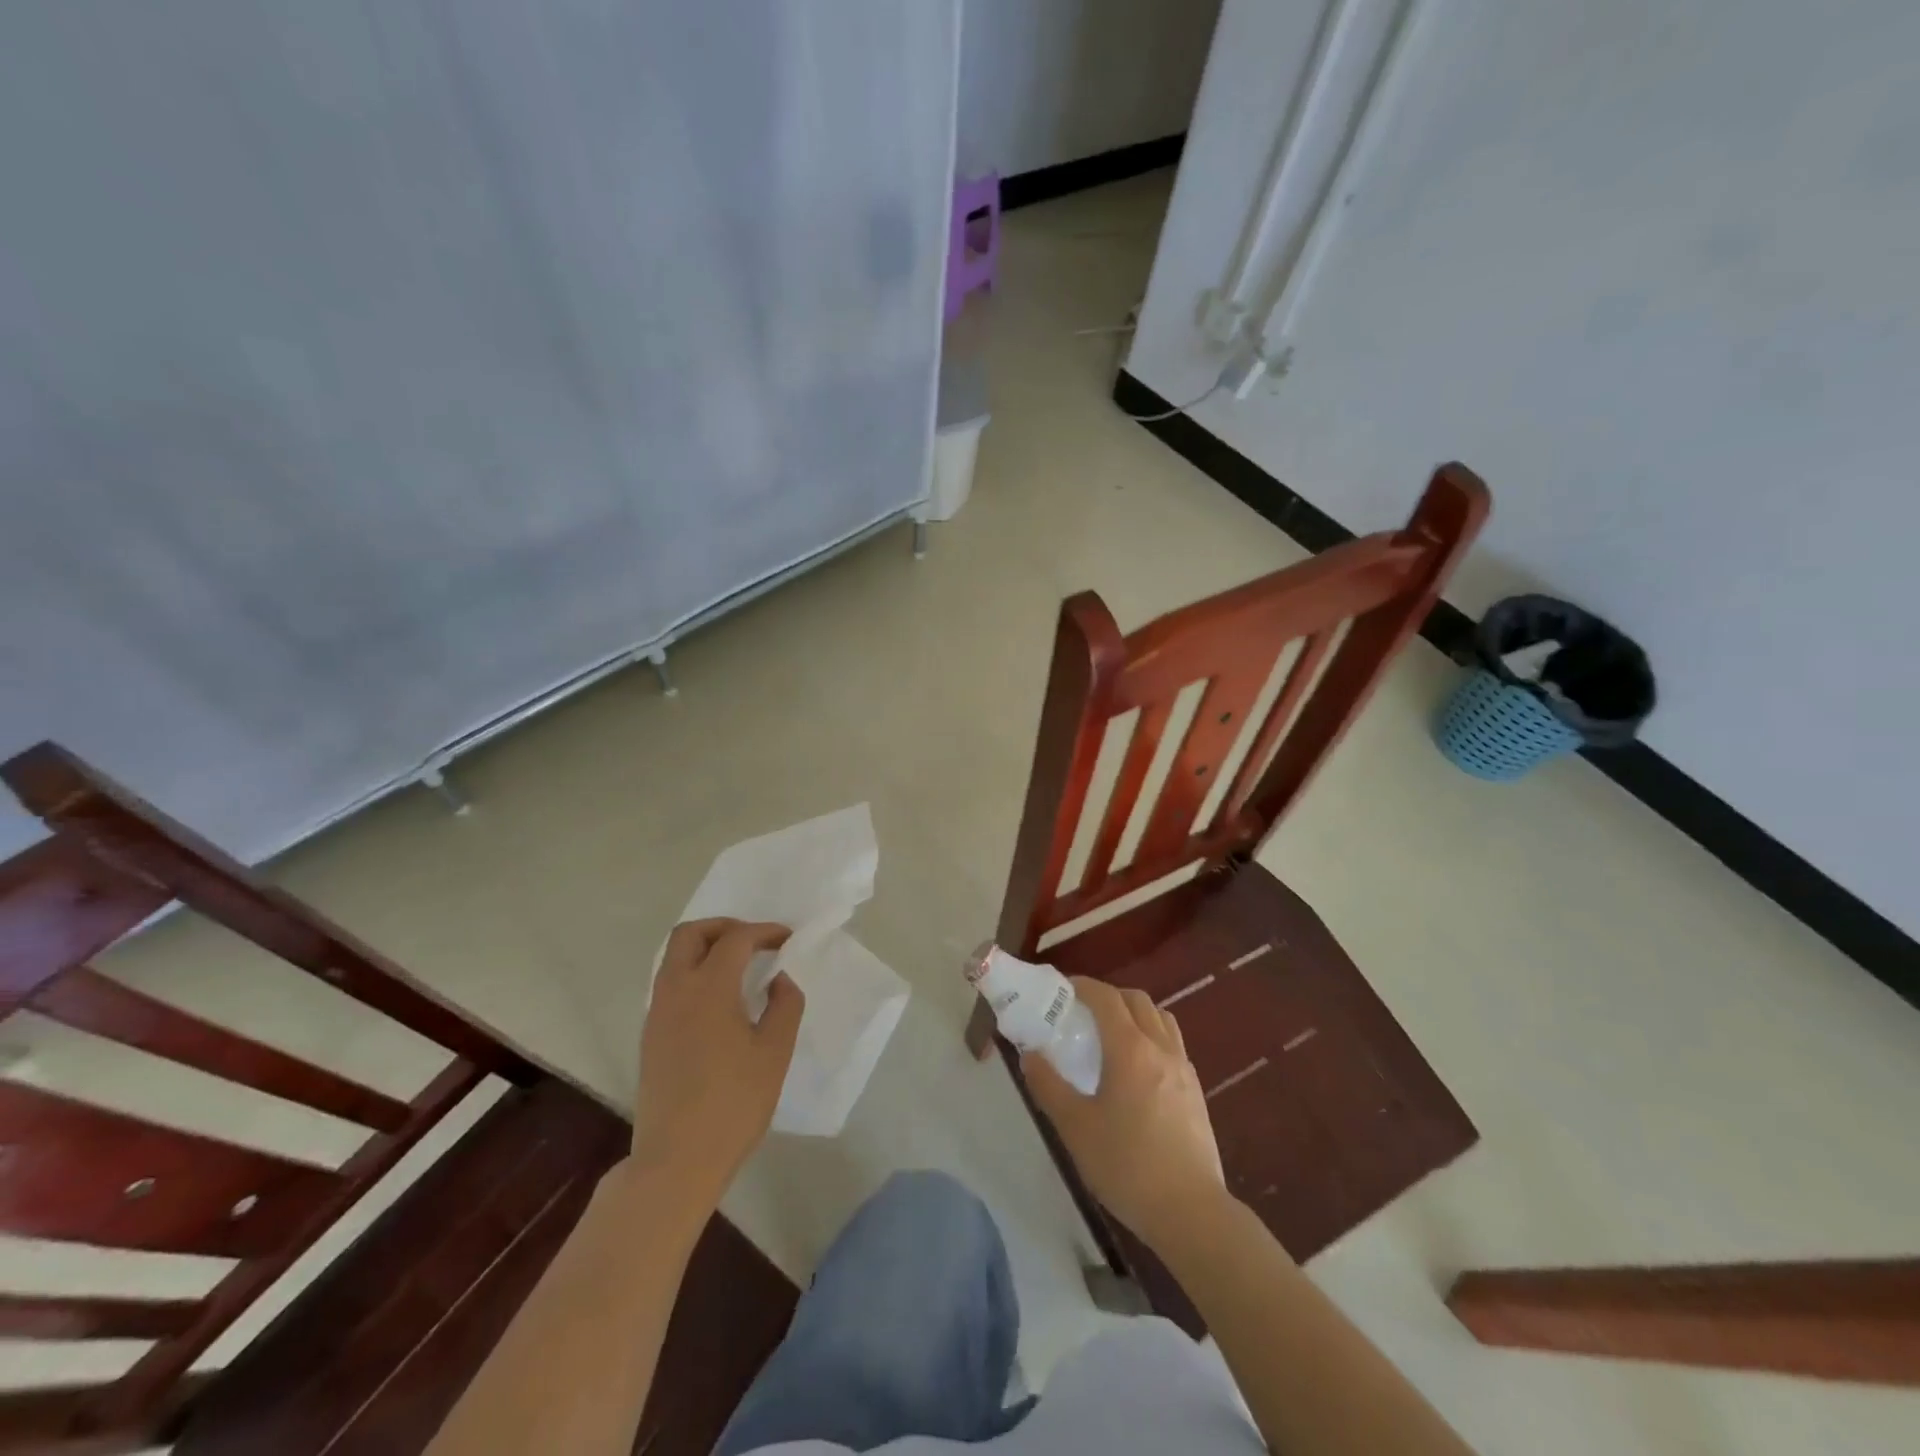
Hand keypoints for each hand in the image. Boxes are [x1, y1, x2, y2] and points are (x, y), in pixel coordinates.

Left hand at [630, 919, 803, 1209]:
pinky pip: (669, 984)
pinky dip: (694, 974)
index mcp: (709, 988)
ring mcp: (657, 1014)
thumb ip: (784, 1005)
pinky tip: (719, 1001)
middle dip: (724, 927)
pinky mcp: (650, 1037)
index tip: (788, 939)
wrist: (676, 1160)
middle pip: (689, 935)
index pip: (736, 939)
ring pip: (674, 958)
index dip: (764, 931)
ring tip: (739, 968)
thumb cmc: (734, 1103)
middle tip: (754, 941)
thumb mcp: (775, 1052)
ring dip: (705, 949)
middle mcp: (675, 990)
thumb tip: (779, 979)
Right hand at [1023, 977, 1226, 1249]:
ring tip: (1111, 1036)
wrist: (1191, 1213)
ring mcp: (1184, 1068)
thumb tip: (1030, 1054)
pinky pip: (1173, 1043)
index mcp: (1131, 1049)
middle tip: (1082, 1013)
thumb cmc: (1127, 1166)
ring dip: (1134, 1013)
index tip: (1061, 989)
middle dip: (1108, 996)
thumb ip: (1048, 1086)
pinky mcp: (1196, 1091)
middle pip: (1137, 1000)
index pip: (1106, 997)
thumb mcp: (1075, 1128)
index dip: (1083, 986)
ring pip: (1160, 1019)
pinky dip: (1151, 1037)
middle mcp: (1161, 1048)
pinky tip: (1137, 1070)